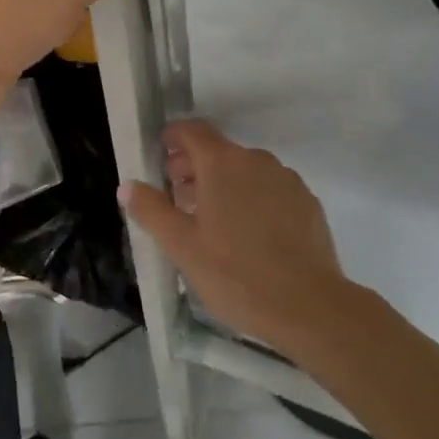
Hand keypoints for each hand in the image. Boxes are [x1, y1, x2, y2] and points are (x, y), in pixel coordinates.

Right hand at [121, 120, 351, 357]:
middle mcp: (256, 160)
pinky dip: (253, 199)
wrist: (311, 308)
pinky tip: (250, 237)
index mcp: (222, 162)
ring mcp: (286, 180)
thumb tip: (128, 185)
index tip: (162, 160)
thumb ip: (152, 210)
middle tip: (180, 201)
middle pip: (218, 151)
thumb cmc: (236, 274)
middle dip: (194, 168)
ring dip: (224, 185)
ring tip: (214, 223)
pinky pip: (271, 189)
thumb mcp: (181, 246)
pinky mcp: (307, 202)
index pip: (192, 130)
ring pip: (245, 171)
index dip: (173, 139)